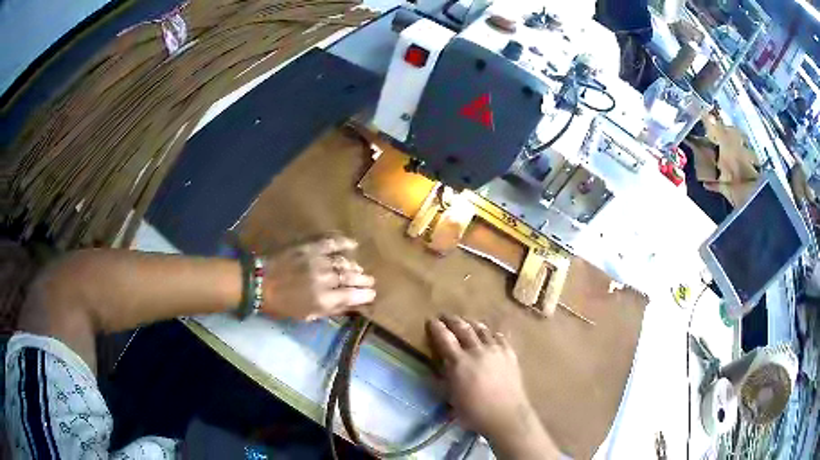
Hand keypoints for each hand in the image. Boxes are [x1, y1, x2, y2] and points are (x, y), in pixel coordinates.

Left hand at [261, 236, 375, 320]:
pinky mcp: (310, 246)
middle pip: (352, 278)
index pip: (353, 296)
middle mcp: (325, 279)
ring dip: (355, 266)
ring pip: (345, 262)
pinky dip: (344, 242)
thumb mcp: (306, 315)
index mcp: (324, 300)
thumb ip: (329, 310)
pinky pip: (332, 242)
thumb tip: (350, 305)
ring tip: (359, 269)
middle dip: (364, 280)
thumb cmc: (281, 305)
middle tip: (370, 281)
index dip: (366, 294)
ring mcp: (318, 261)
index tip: (372, 293)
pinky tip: (352, 244)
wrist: (259, 282)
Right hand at [427, 315, 558, 459]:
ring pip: (482, 330)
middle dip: (452, 320)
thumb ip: (445, 377)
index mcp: (459, 362)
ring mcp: (496, 350)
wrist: (506, 415)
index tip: (431, 320)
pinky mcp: (510, 353)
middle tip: (445, 316)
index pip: (444, 338)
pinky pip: (499, 337)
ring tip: (466, 322)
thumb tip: (442, 364)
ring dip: (471, 324)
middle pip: (463, 328)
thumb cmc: (474, 412)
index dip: (436, 328)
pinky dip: (491, 334)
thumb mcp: (451, 397)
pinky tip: (490, 334)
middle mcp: (477, 351)